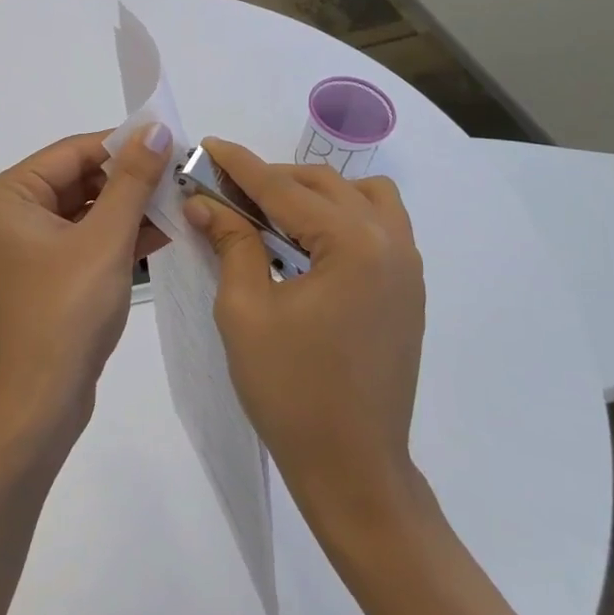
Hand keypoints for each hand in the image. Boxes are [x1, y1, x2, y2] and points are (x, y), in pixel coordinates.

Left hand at [0, 126, 172, 444]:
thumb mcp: (105, 239)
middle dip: (130, 180)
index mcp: (9, 196)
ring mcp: (29, 246)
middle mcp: (12, 214)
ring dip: (131, 208)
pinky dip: (121, 236)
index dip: (123, 145)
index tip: (171, 142)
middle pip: (80, 178)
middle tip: (180, 175)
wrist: (40, 404)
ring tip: (180, 201)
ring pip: (88, 210)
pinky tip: (164, 232)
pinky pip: (87, 239)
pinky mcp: (48, 274)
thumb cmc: (66, 312)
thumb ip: (133, 181)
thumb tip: (155, 129)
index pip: (73, 152)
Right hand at [186, 139, 425, 528]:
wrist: (354, 470)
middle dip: (272, 179)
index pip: (284, 188)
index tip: (207, 145)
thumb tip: (205, 202)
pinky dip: (343, 217)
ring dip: (315, 193)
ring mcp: (408, 266)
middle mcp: (390, 242)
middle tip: (226, 189)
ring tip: (273, 214)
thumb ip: (231, 243)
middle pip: (324, 184)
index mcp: (353, 244)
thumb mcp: (246, 311)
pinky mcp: (409, 289)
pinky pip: (380, 226)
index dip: (240, 166)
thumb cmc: (291, 392)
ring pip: (361, 196)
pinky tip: (309, 243)